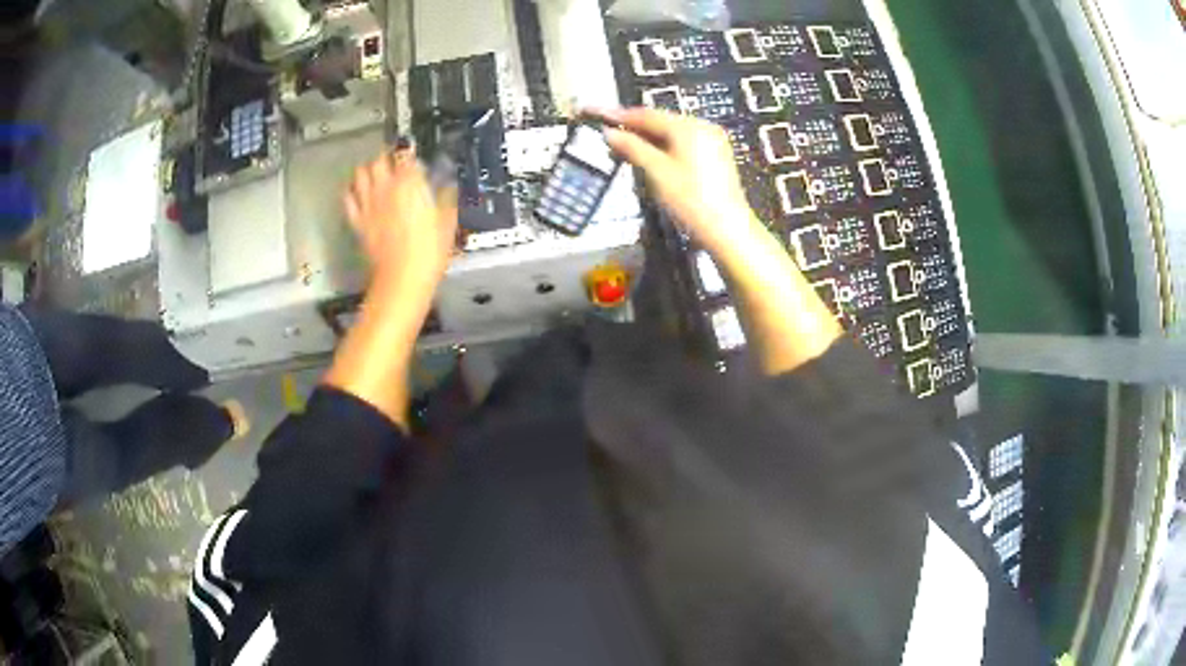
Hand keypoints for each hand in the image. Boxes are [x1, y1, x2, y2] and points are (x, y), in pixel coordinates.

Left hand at [344, 147, 458, 287]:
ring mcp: (368, 203)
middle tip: (394, 164)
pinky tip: (359, 194)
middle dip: (386, 158)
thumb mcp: (448, 221)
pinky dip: (352, 192)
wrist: (403, 279)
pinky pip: (348, 198)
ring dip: (367, 170)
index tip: (414, 157)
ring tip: (375, 175)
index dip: (409, 153)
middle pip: (379, 159)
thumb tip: (447, 186)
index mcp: (410, 183)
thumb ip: (445, 198)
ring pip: (360, 173)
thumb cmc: (430, 251)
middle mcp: (385, 187)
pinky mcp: (357, 221)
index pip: (405, 154)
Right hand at [596, 108, 759, 254]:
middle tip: (607, 134)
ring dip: (647, 138)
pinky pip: (683, 144)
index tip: (597, 115)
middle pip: (660, 121)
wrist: (727, 230)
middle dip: (633, 127)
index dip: (619, 115)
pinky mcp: (715, 157)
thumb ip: (632, 148)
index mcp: (688, 126)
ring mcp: (712, 141)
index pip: (646, 114)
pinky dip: (664, 147)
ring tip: (623, 146)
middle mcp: (702, 127)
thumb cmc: (691, 200)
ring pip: (671, 133)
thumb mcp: (657, 172)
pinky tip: (649, 157)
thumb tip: (609, 132)